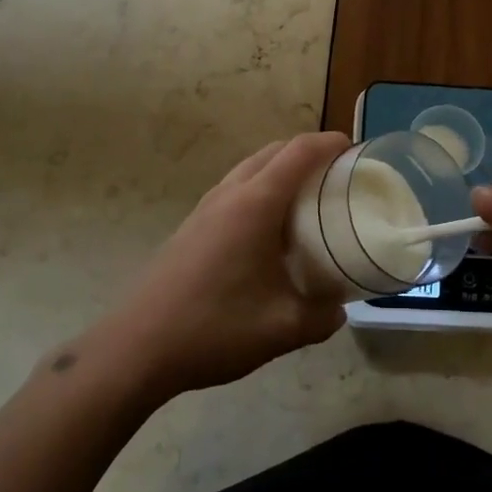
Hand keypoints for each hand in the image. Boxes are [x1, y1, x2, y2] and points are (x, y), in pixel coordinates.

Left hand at [81, 133, 351, 402]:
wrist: (136, 348)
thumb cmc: (213, 328)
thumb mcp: (281, 329)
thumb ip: (320, 317)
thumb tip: (339, 309)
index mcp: (256, 204)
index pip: (299, 152)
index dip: (329, 143)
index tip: (355, 149)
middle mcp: (231, 193)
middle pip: (274, 151)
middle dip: (308, 151)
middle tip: (336, 174)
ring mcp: (206, 207)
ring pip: (251, 167)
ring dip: (281, 168)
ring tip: (307, 198)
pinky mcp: (192, 225)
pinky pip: (235, 188)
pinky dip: (260, 188)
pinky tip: (268, 229)